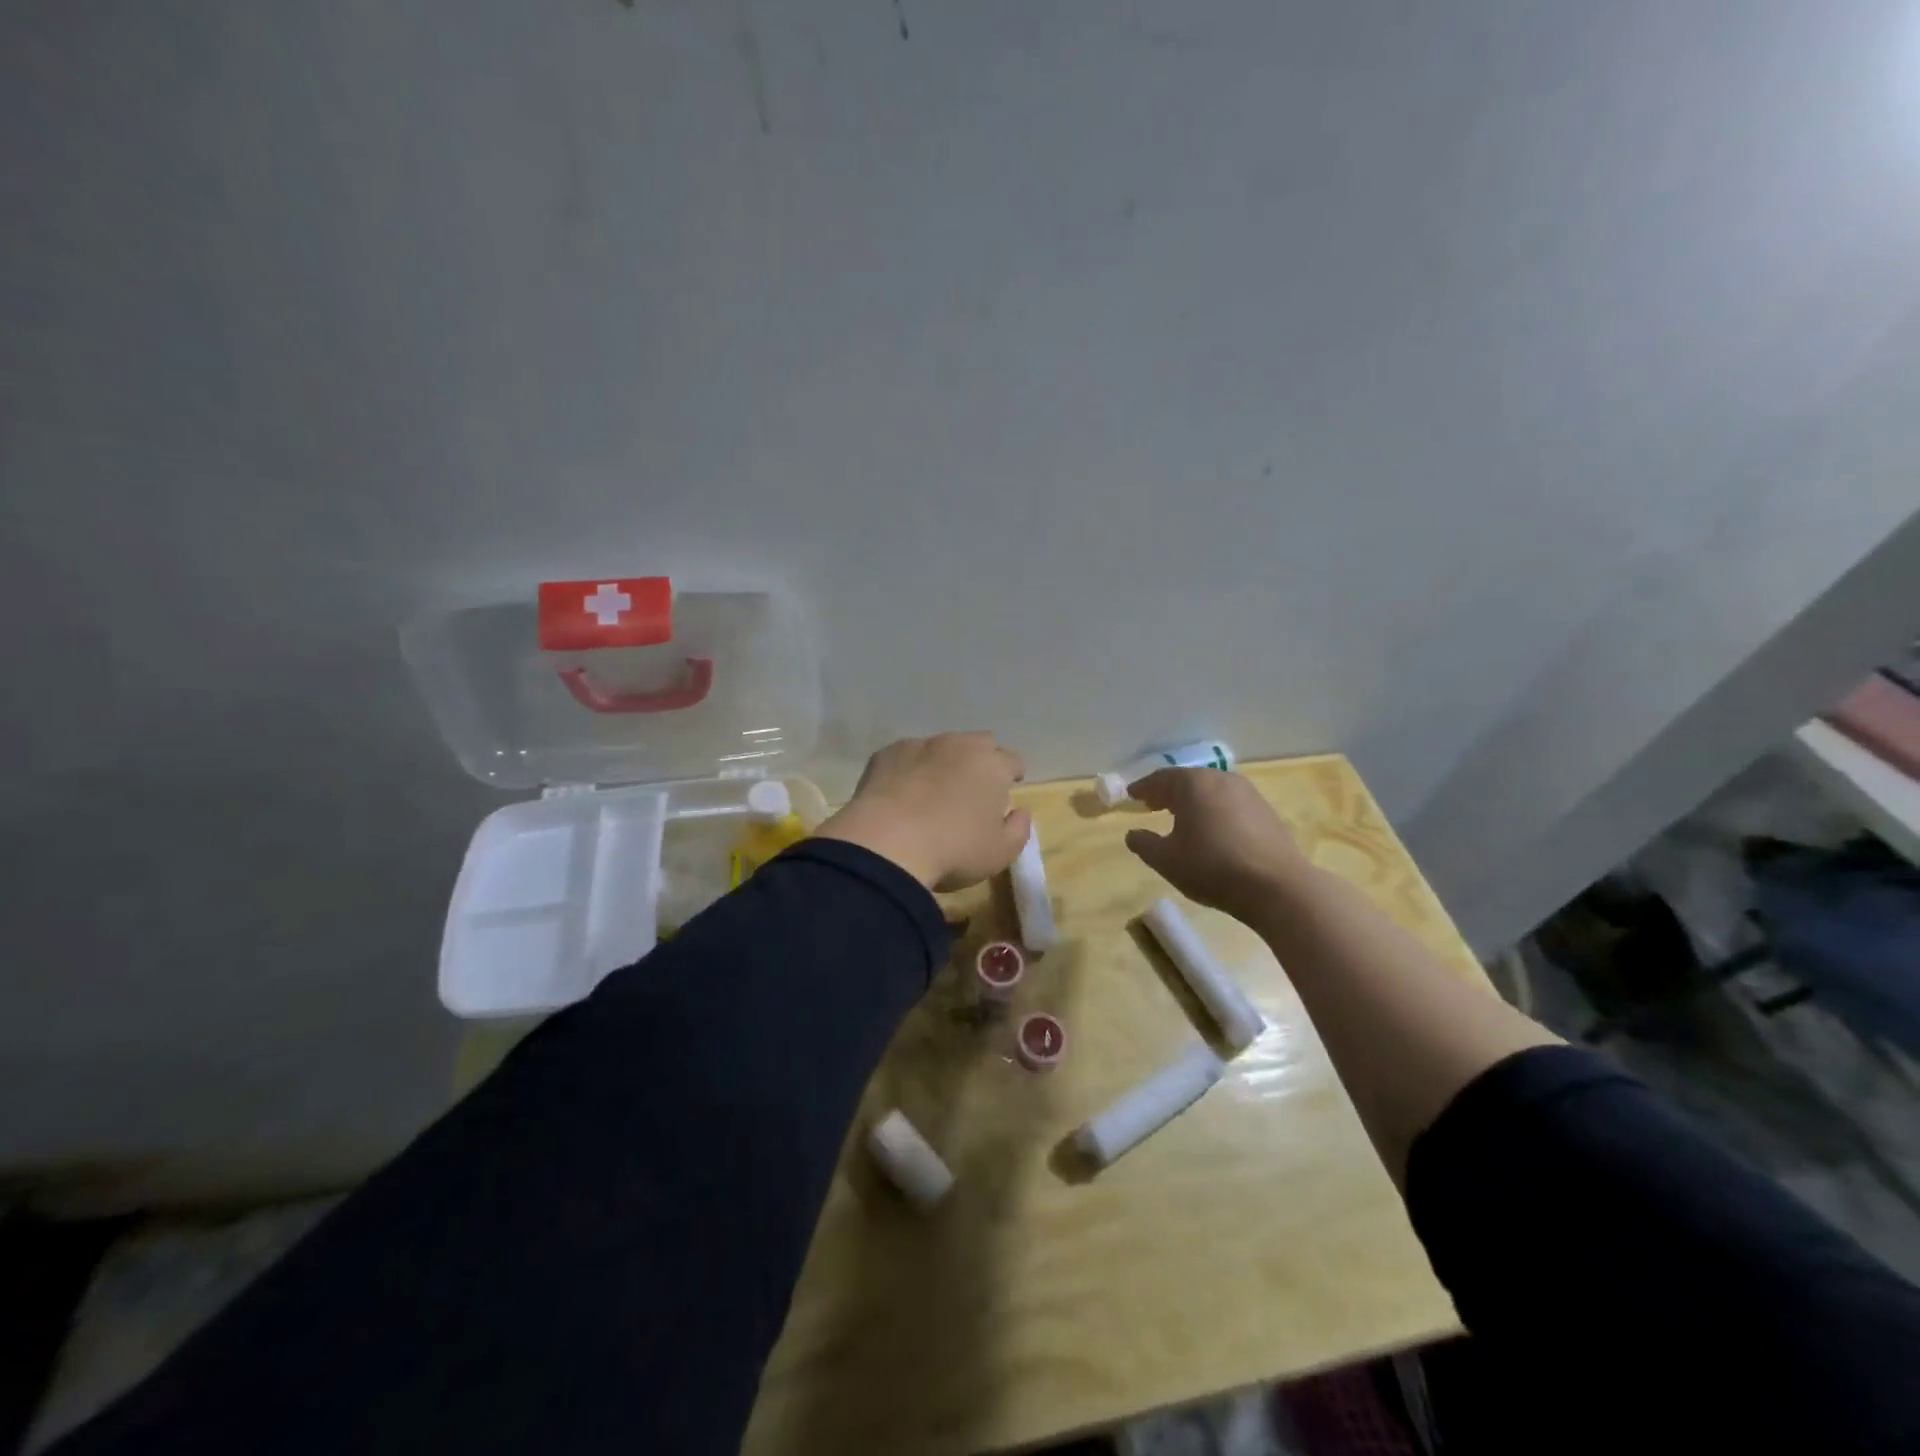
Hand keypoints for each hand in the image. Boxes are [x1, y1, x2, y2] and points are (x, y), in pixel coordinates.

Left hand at [817, 733, 1031, 890]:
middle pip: (978, 744)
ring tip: (933, 791)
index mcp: (992, 764)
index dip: (1011, 774)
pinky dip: (909, 770)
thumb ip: (1018, 829)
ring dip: (943, 763)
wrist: (886, 844)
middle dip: (981, 761)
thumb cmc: (953, 849)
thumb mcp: (1000, 853)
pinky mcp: (886, 754)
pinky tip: (901, 795)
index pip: (1012, 760)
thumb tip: (1020, 812)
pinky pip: (906, 757)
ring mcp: (920, 745)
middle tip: (973, 788)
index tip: (1008, 788)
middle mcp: (958, 745)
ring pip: (940, 747)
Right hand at [1124, 768, 1311, 922]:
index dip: (1143, 788)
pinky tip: (1211, 829)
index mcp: (1193, 784)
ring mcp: (1248, 794)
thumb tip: (1132, 834)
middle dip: (1168, 792)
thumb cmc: (1212, 867)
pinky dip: (1214, 811)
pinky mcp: (1266, 811)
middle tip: (1152, 805)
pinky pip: (1230, 804)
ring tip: (1180, 817)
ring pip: (1211, 791)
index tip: (1131, 796)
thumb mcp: (1166, 860)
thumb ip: (1143, 844)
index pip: (1161, 778)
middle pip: (1188, 781)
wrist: (1277, 887)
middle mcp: (1221, 779)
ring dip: (1192, 801)